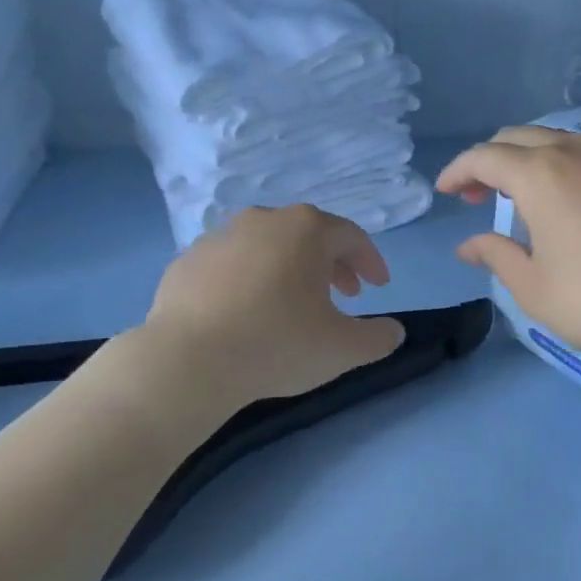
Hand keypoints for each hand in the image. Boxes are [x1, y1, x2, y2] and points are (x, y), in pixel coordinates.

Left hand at [142, 205, 405, 407]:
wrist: (186, 361)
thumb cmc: (277, 344)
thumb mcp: (343, 349)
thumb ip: (378, 337)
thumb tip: (394, 331)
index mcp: (306, 229)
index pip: (352, 236)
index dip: (371, 261)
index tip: (379, 288)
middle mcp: (264, 220)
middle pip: (309, 235)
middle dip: (333, 264)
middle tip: (345, 295)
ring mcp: (220, 236)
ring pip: (268, 246)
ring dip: (289, 269)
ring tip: (294, 303)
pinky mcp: (187, 260)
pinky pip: (231, 264)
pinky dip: (248, 280)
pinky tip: (247, 311)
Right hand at [437, 126, 580, 372]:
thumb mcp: (532, 286)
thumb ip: (495, 254)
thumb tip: (468, 245)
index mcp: (541, 174)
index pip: (485, 157)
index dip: (458, 171)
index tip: (445, 192)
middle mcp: (575, 151)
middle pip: (518, 138)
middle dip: (489, 161)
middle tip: (475, 196)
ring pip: (554, 140)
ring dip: (525, 159)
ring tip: (517, 197)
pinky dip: (558, 165)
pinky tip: (561, 200)